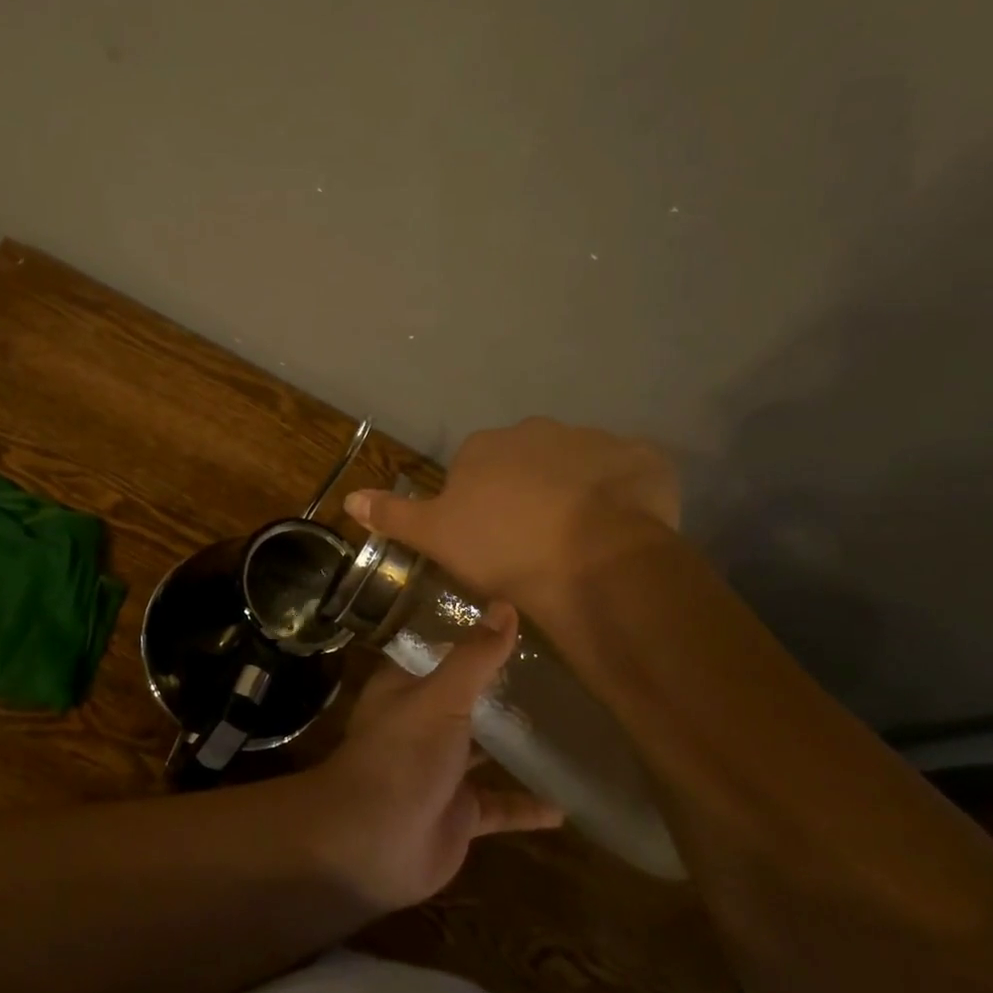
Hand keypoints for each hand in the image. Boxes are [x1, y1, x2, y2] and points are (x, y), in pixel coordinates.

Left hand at [297, 603, 562, 912]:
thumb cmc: (402, 755)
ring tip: (564, 726)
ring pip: (483, 750)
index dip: (466, 638)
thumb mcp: (441, 697)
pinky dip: (527, 806)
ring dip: (514, 743)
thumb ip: (475, 657)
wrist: (372, 843)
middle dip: (498, 689)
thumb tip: (505, 606)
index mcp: (406, 688)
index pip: (436, 652)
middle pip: (463, 700)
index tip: (508, 622)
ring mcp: (441, 770)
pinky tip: (564, 805)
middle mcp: (422, 723)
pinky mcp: (459, 813)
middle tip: (551, 671)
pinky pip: (500, 806)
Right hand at [343, 417, 679, 619]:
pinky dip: (625, 494)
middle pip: (526, 461)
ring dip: (577, 491)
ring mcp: (594, 440)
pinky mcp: (644, 459)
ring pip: (578, 466)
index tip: (490, 540)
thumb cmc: (502, 548)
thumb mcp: (435, 537)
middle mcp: (536, 430)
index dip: (481, 505)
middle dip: (528, 491)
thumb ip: (393, 513)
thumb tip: (349, 496)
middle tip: (534, 540)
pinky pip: (629, 474)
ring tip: (580, 541)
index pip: (475, 469)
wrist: (591, 561)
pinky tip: (622, 528)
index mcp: (485, 446)